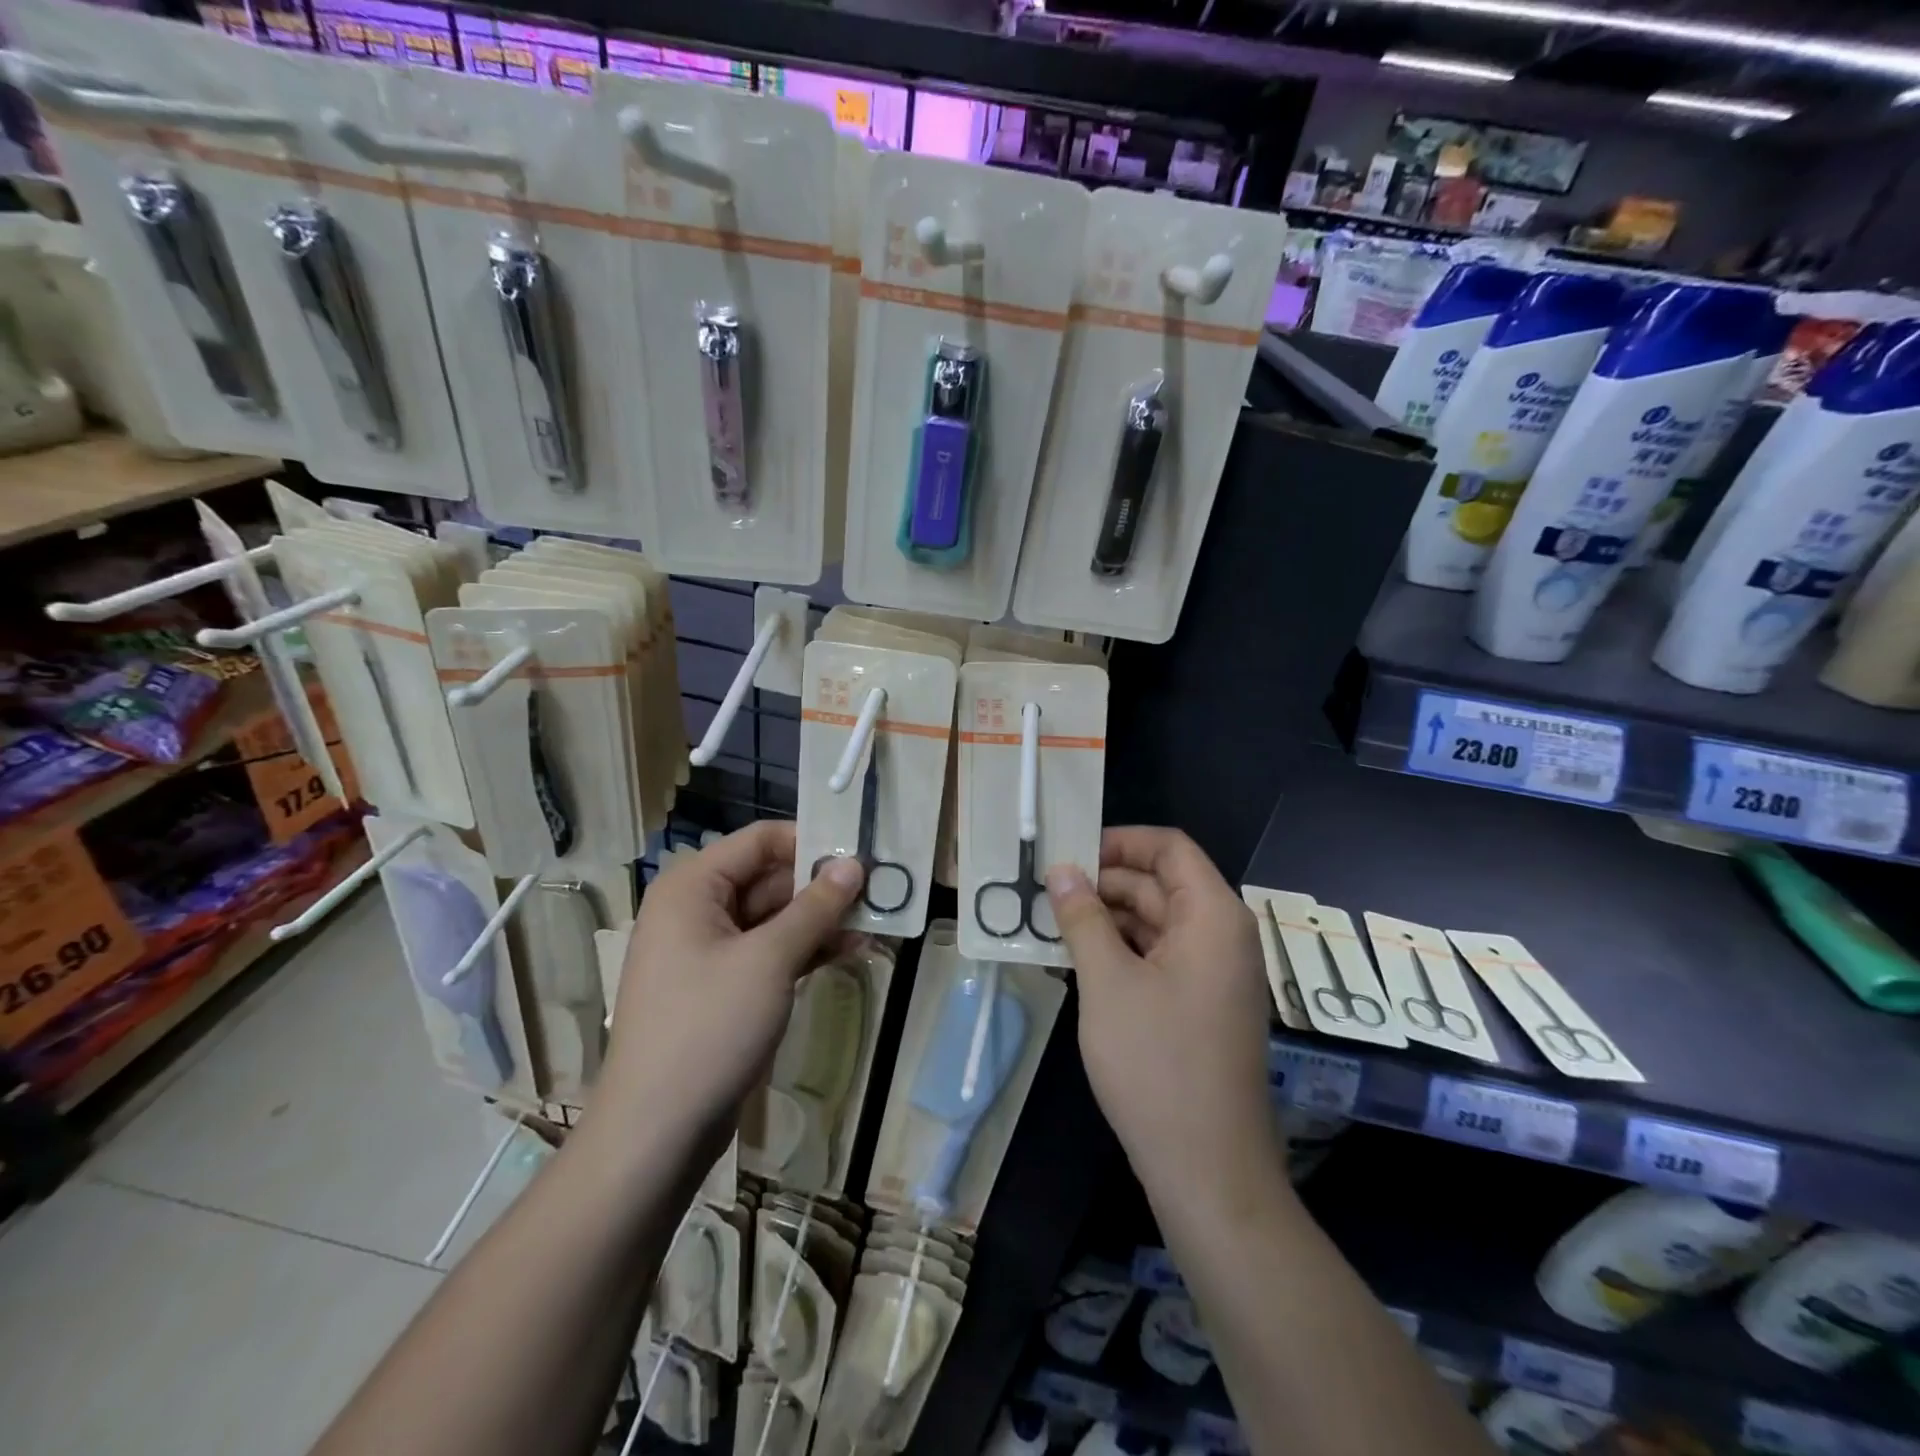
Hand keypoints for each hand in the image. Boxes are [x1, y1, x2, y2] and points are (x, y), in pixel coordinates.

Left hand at [599, 821, 864, 1153]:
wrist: (657, 1131)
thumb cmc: (709, 1028)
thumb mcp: (769, 960)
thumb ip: (814, 908)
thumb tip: (853, 865)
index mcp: (693, 887)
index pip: (760, 840)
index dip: (810, 840)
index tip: (861, 851)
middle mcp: (697, 909)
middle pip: (769, 878)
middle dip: (822, 885)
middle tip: (880, 888)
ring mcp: (710, 951)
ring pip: (774, 917)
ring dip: (821, 919)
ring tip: (877, 920)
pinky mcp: (724, 986)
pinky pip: (769, 951)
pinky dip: (806, 949)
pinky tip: (851, 949)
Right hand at [1045, 827, 1281, 1200]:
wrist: (1208, 1170)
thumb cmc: (1157, 1064)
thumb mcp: (1108, 982)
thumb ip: (1083, 918)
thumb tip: (1061, 869)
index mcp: (1213, 916)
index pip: (1170, 848)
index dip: (1120, 841)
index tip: (1070, 854)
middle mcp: (1223, 936)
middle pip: (1161, 884)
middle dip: (1105, 883)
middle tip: (1046, 893)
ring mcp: (1215, 974)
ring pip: (1157, 923)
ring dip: (1108, 919)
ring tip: (1052, 925)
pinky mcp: (1202, 1006)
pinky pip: (1161, 958)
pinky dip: (1122, 952)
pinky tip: (1078, 962)